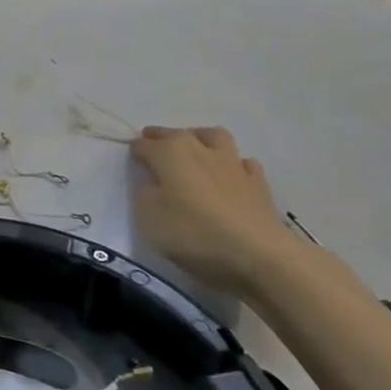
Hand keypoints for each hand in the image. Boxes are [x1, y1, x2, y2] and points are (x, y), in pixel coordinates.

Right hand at [129, 126, 300, 295]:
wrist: (259, 256)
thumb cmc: (194, 234)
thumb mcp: (148, 217)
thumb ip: (144, 193)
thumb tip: (153, 183)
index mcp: (169, 152)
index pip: (143, 145)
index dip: (135, 152)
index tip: (131, 163)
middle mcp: (199, 148)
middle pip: (175, 134)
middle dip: (161, 138)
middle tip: (154, 151)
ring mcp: (233, 163)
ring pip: (214, 138)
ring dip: (200, 140)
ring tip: (194, 154)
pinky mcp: (258, 183)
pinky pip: (242, 164)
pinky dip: (233, 167)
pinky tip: (229, 179)